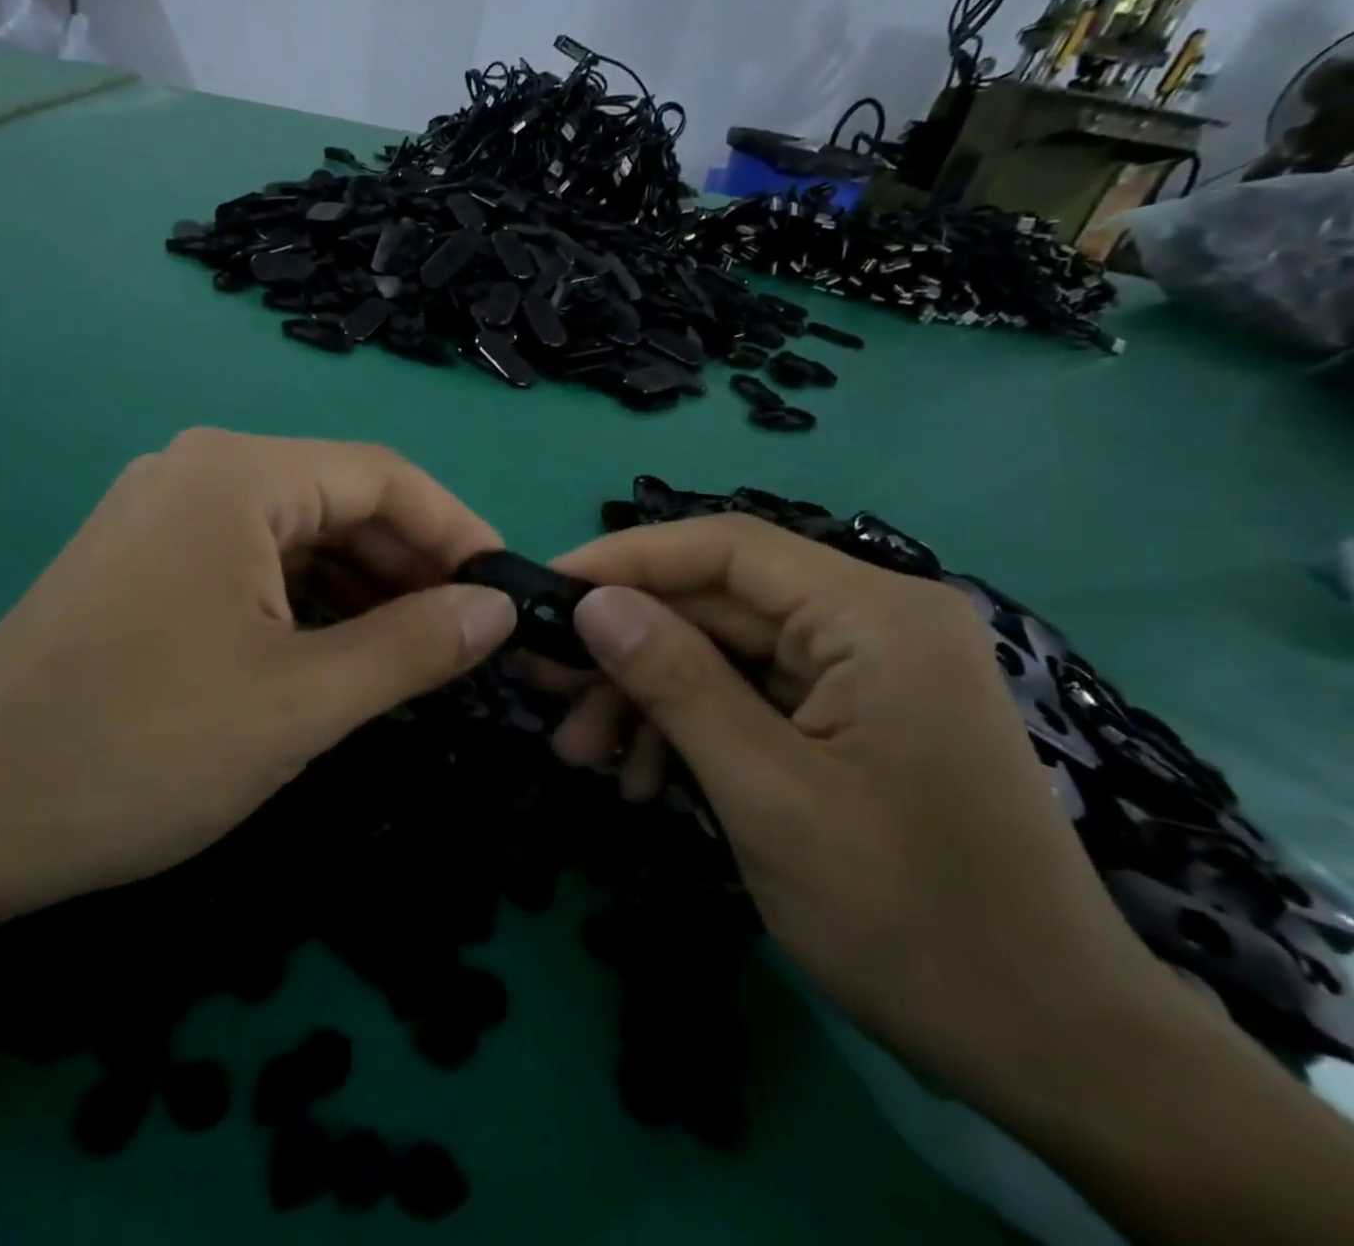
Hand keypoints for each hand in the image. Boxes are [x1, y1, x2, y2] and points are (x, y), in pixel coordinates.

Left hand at [0, 429, 516, 921]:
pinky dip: (308, 605)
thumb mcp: (302, 701)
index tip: (507, 592)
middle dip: (411, 567)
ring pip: (298, 538)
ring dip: (363, 591)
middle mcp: (198, 473)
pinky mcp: (143, 564)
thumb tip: (498, 609)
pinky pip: (253, 566)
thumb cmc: (139, 749)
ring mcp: (163, 516)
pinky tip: (339, 655)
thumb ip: (415, 646)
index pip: (385, 477)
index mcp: (238, 476)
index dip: (458, 530)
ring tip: (417, 656)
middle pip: (340, 502)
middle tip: (469, 639)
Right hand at [545, 515, 1172, 1114]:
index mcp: (874, 617)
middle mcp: (874, 622)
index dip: (625, 560)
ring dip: (650, 698)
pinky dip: (692, 728)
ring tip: (586, 756)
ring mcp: (865, 670)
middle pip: (717, 603)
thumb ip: (676, 683)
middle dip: (628, 649)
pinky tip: (649, 780)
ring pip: (723, 652)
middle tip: (548, 690)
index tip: (547, 592)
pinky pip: (750, 695)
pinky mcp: (853, 714)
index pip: (725, 548)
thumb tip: (593, 604)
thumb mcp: (766, 794)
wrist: (1053, 1052)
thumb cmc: (911, 920)